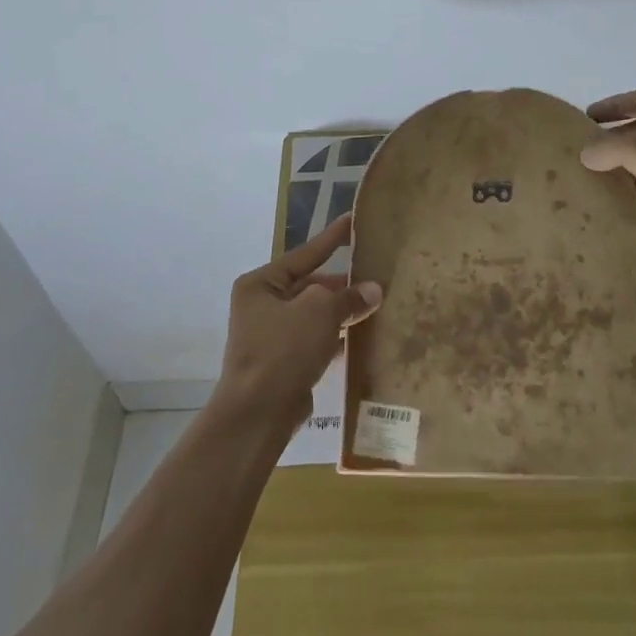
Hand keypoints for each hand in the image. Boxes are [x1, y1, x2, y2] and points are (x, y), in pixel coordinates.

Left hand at [216, 214, 381, 431]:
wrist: (258, 414)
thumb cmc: (283, 349)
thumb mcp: (320, 311)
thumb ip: (348, 297)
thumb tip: (373, 290)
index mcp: (261, 284)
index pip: (305, 253)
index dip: (332, 239)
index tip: (352, 221)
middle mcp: (262, 305)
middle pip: (311, 285)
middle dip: (343, 284)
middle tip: (376, 273)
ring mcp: (272, 336)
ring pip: (315, 314)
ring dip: (343, 311)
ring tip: (377, 302)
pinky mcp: (284, 363)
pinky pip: (316, 340)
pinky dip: (337, 336)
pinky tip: (364, 335)